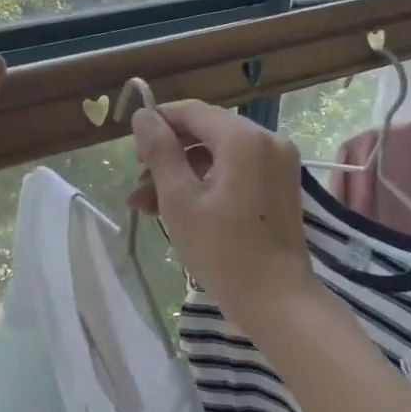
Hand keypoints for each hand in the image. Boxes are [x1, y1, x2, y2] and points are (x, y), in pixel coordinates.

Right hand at [129, 100, 317, 320]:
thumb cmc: (222, 250)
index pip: (192, 111)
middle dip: (167, 157)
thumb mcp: (179, 199)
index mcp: (243, 138)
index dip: (158, 122)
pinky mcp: (280, 186)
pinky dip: (207, 184)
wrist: (277, 300)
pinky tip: (179, 210)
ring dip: (183, 174)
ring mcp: (278, 164)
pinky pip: (237, 171)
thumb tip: (143, 115)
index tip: (131, 149)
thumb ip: (159, 151)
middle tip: (137, 187)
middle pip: (206, 133)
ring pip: (219, 155)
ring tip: (148, 207)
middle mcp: (267, 141)